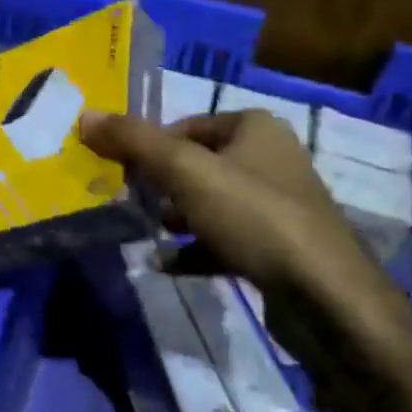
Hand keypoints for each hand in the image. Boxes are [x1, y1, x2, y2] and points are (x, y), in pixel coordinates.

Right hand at [79, 108, 379, 299]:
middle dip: (161, 185)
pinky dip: (194, 249)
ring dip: (176, 218)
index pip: (186, 126)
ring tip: (149, 233)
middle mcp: (270, 159)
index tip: (124, 173)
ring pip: (209, 204)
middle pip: (196, 165)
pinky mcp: (279, 248)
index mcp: (255, 128)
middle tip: (132, 204)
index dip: (151, 147)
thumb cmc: (254, 216)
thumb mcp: (185, 171)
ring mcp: (277, 206)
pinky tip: (167, 264)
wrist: (325, 297)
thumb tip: (85, 115)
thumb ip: (134, 141)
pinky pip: (224, 240)